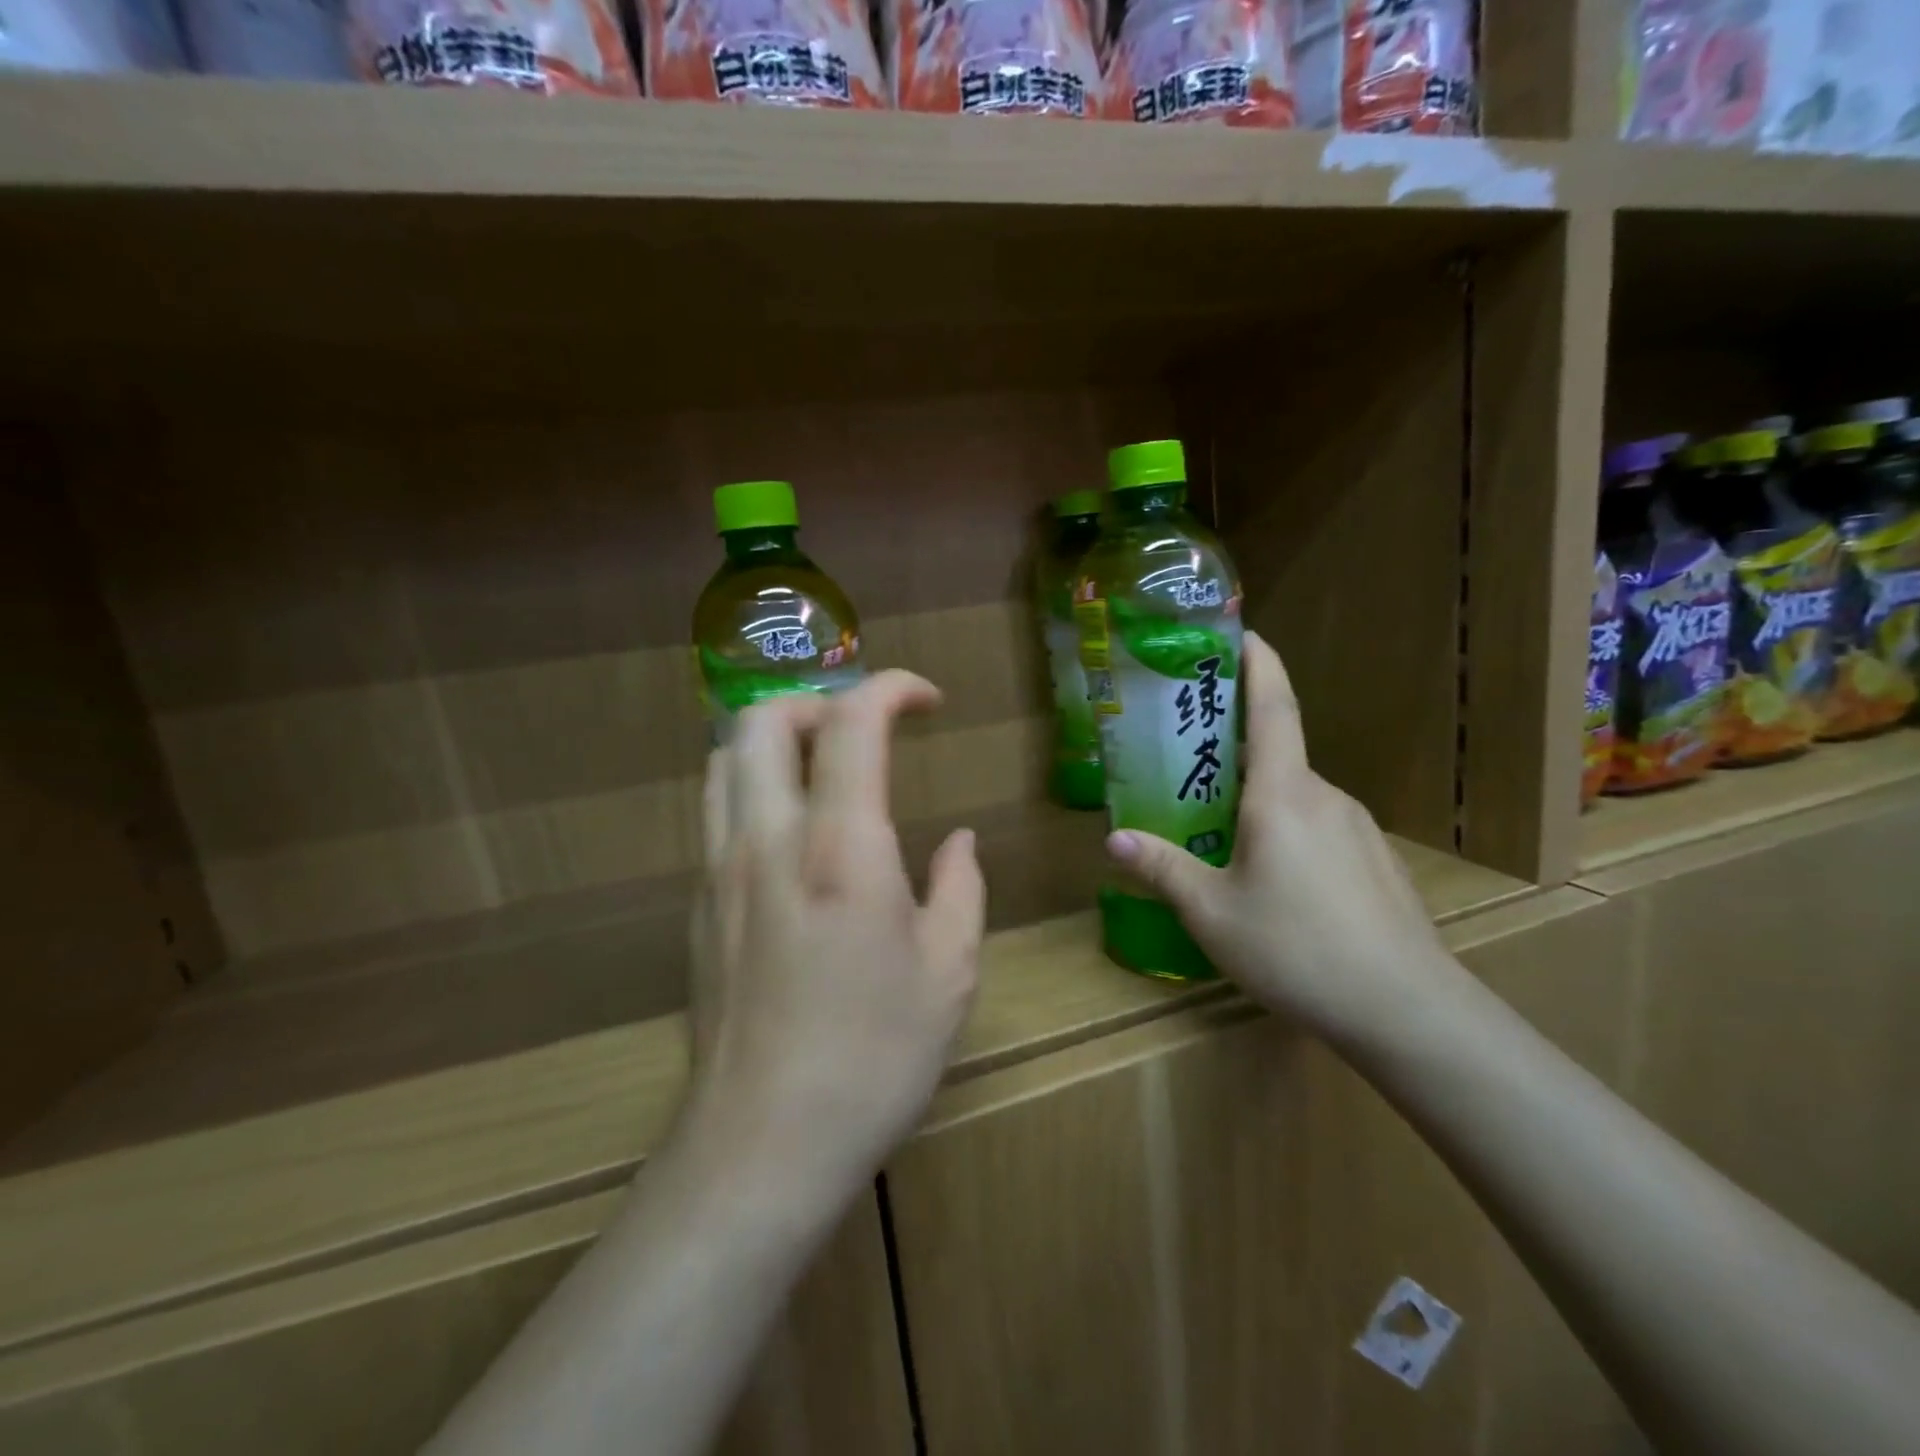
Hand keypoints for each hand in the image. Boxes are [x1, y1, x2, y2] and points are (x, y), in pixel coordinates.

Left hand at [684, 672, 985, 1199]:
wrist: (761, 1148)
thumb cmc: (874, 1059)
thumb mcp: (950, 972)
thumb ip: (959, 888)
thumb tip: (958, 843)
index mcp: (839, 848)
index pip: (851, 722)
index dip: (892, 688)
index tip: (929, 701)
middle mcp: (766, 840)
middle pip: (762, 719)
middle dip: (820, 703)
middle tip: (868, 734)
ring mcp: (718, 871)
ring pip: (723, 760)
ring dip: (777, 741)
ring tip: (826, 770)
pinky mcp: (697, 906)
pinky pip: (716, 812)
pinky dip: (754, 788)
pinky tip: (794, 838)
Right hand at [1105, 632, 1458, 1038]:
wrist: (1406, 1011)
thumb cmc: (1296, 948)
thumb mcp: (1211, 913)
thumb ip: (1163, 869)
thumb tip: (1114, 841)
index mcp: (1283, 794)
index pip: (1273, 708)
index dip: (1259, 664)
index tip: (1244, 634)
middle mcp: (1324, 796)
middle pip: (1277, 754)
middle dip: (1235, 747)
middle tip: (1190, 759)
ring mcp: (1357, 828)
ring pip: (1296, 796)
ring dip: (1258, 798)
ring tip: (1219, 828)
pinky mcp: (1374, 860)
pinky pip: (1318, 827)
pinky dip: (1285, 829)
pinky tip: (1271, 877)